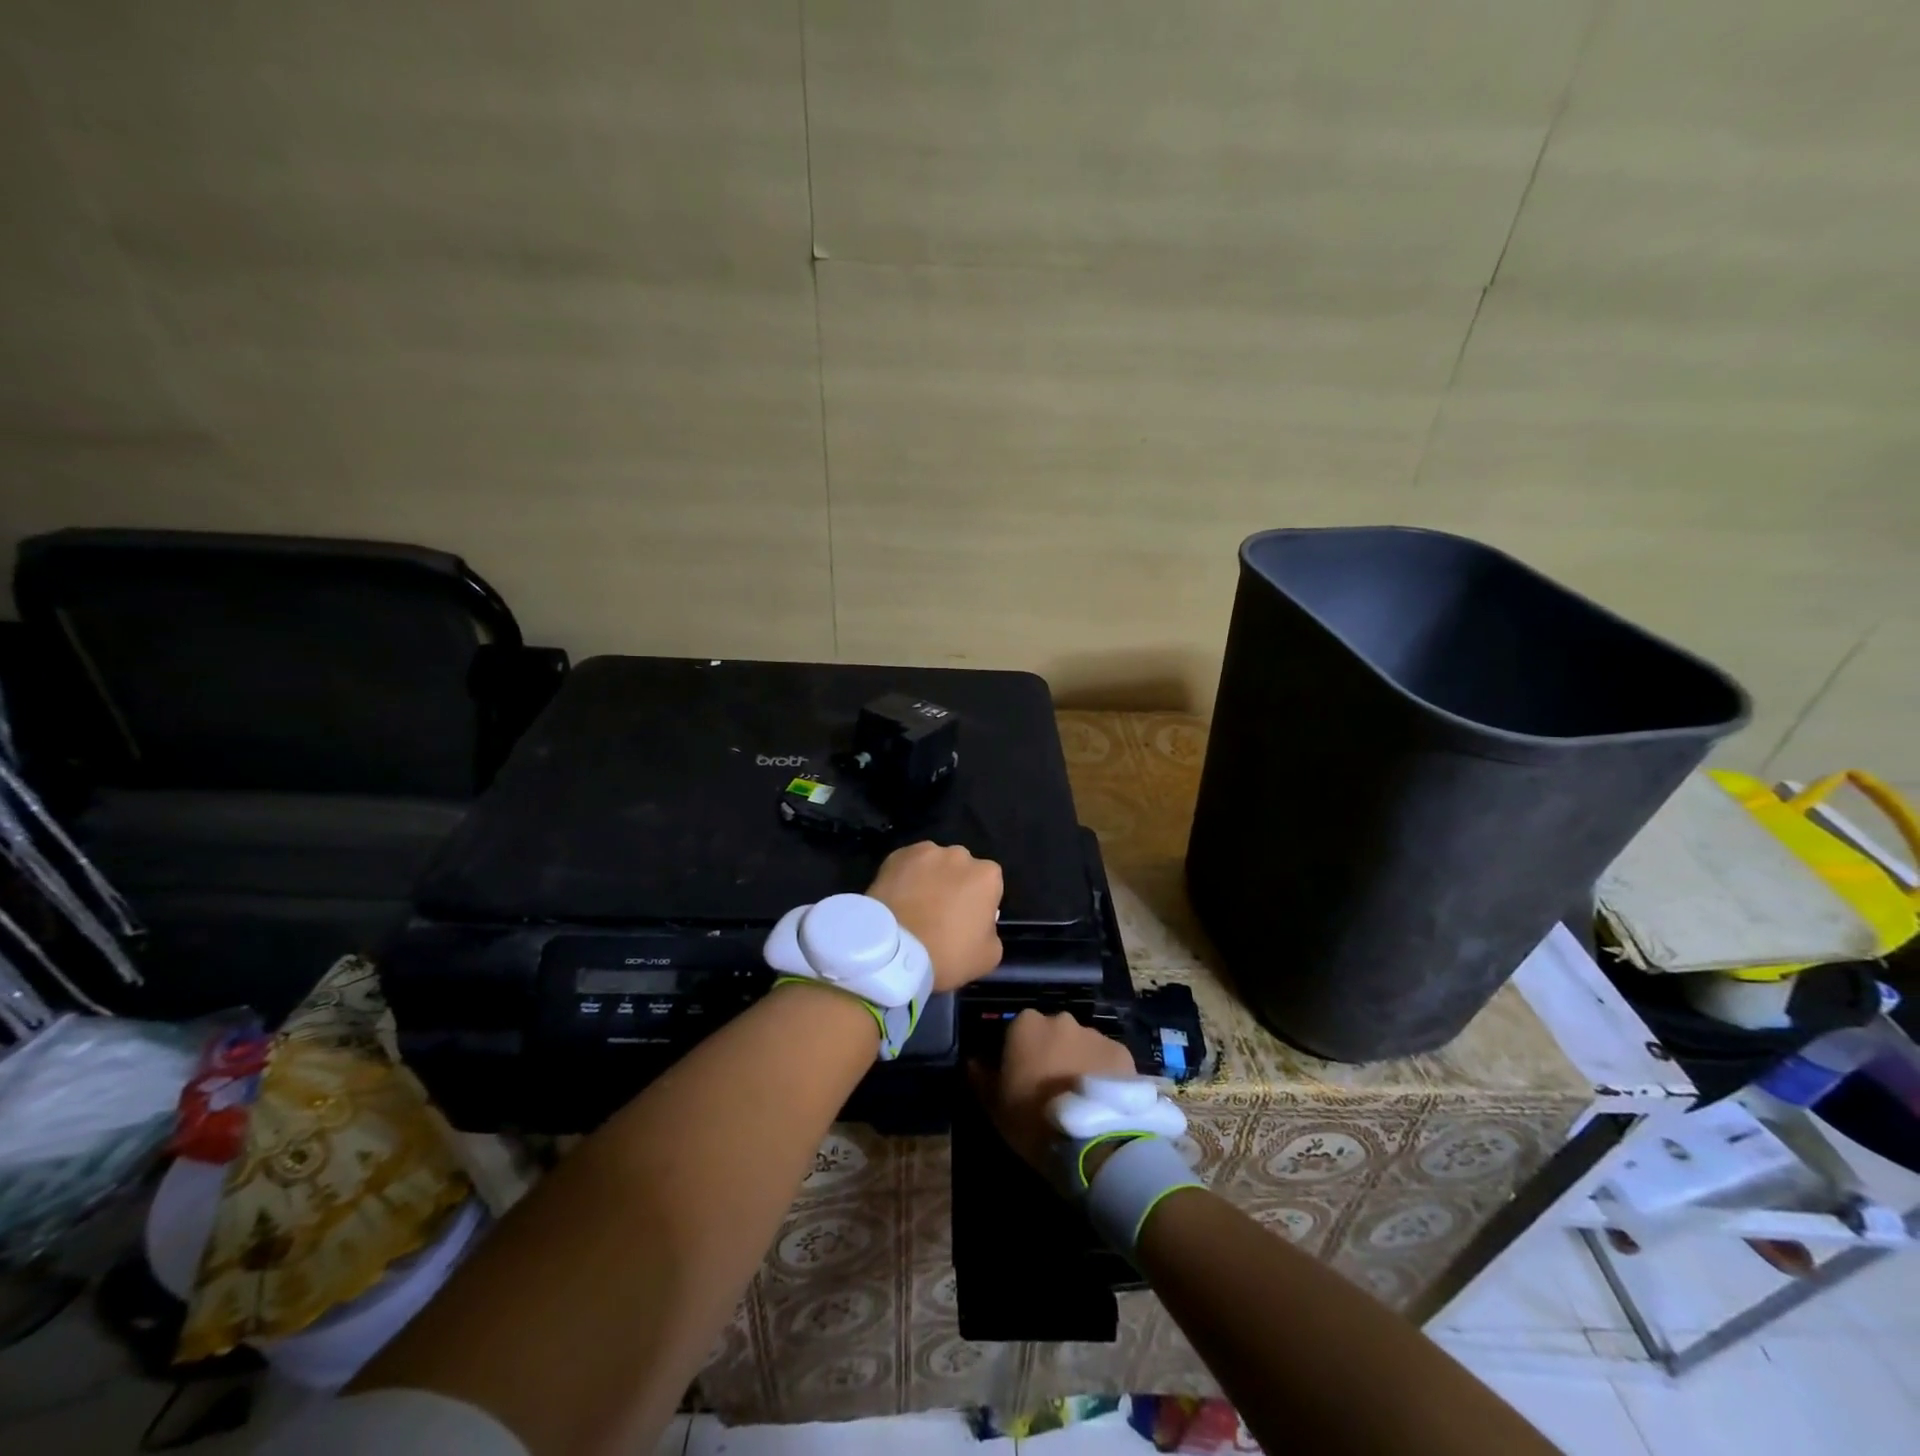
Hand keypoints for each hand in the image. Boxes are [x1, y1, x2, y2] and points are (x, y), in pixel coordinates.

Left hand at [866, 842, 1003, 993]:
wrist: (893, 951)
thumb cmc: (947, 954)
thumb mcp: (988, 956)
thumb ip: (991, 930)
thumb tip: (981, 923)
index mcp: (987, 875)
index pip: (990, 885)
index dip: (978, 903)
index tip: (967, 921)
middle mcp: (959, 855)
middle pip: (961, 869)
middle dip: (955, 885)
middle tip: (940, 913)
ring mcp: (925, 851)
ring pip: (933, 864)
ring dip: (929, 878)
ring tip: (914, 906)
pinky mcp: (896, 855)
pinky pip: (907, 865)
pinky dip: (904, 877)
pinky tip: (896, 899)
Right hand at [973, 1009, 1134, 1176]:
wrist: (1091, 1141)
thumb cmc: (1032, 1119)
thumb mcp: (994, 1105)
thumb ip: (980, 1076)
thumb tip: (972, 1060)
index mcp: (1025, 1024)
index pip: (1016, 1029)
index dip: (1017, 1052)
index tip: (1019, 1076)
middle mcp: (1061, 1019)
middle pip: (1052, 1032)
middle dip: (1050, 1052)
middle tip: (1050, 1086)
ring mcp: (1094, 1033)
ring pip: (1081, 1043)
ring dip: (1077, 1060)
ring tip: (1080, 1095)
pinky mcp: (1122, 1051)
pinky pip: (1106, 1058)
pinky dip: (1103, 1071)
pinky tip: (1102, 1098)